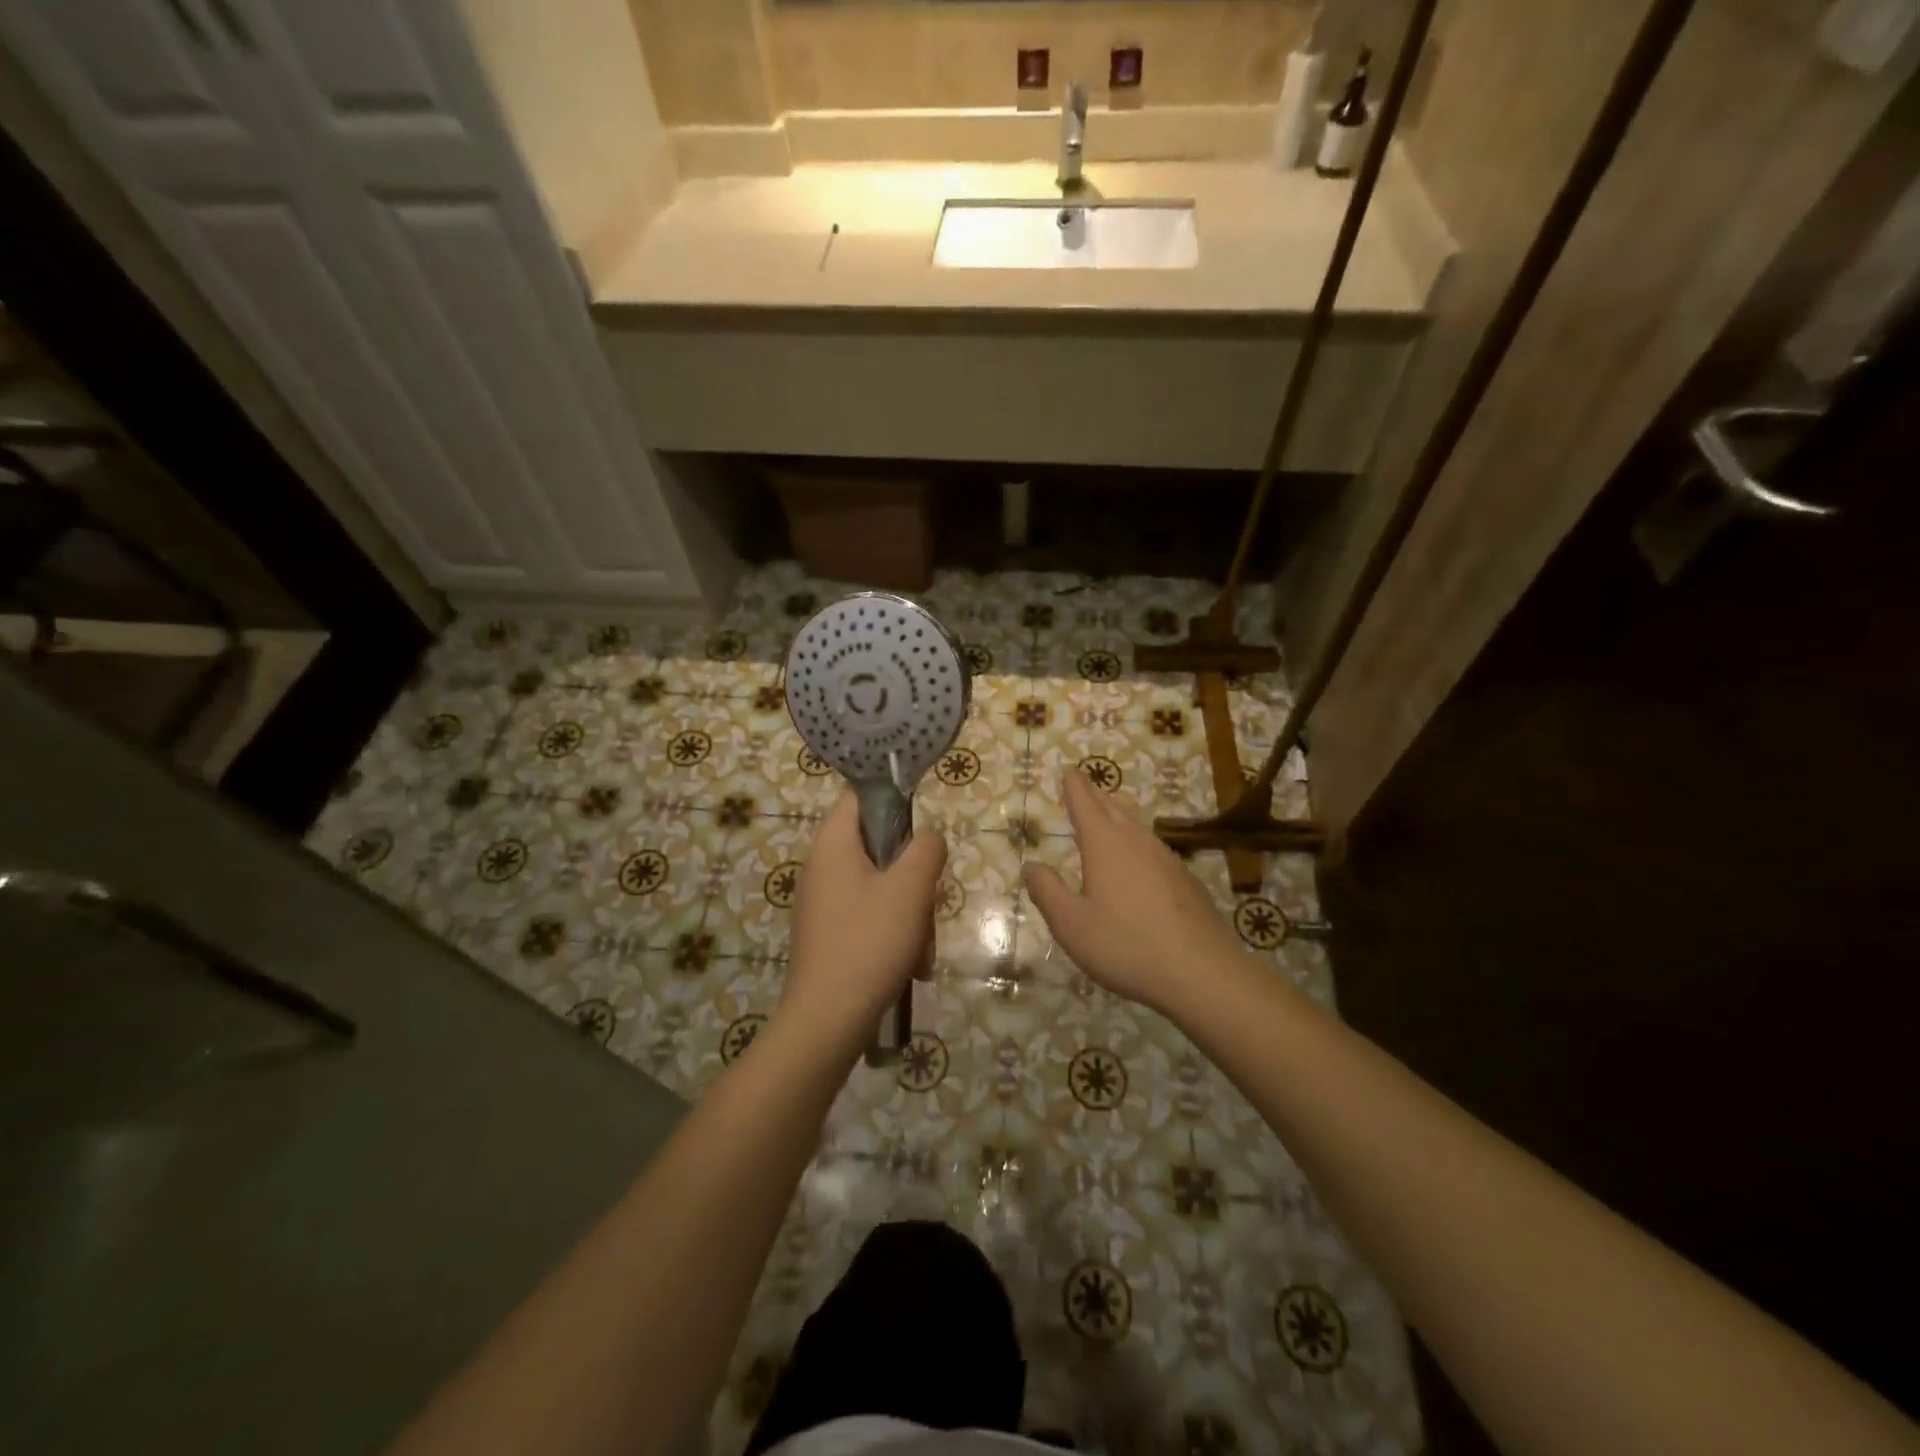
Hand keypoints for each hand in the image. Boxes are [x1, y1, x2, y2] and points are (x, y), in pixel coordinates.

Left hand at [780, 791, 946, 1052]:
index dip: (894, 800)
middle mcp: (822, 865)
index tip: (923, 827)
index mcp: (833, 843)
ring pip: (880, 885)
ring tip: (922, 947)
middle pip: (877, 845)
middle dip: (911, 873)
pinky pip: (870, 915)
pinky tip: (912, 965)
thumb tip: (927, 837)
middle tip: (927, 899)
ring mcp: (824, 901)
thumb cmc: (869, 942)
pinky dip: (894, 933)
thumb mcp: (910, 888)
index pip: (861, 796)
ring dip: (909, 910)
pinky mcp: (829, 932)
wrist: (827, 1020)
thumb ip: (926, 849)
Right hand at [1023, 769, 1247, 1019]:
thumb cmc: (1126, 946)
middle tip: (1084, 784)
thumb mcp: (1071, 925)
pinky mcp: (1186, 881)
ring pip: (1136, 828)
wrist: (1202, 973)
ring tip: (1107, 817)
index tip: (1069, 770)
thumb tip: (1031, 865)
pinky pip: (1153, 850)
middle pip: (1113, 809)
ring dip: (1118, 817)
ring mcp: (1167, 859)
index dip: (1074, 786)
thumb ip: (1047, 891)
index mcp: (1105, 846)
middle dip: (1095, 795)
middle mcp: (1137, 842)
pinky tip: (1139, 863)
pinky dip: (1137, 844)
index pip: (1085, 804)